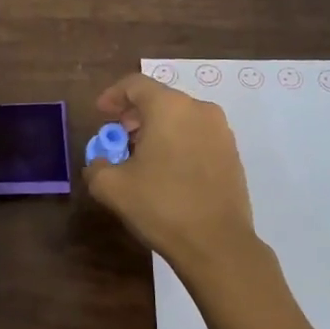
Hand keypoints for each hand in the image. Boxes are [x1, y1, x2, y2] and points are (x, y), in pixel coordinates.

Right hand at [84, 71, 322, 328]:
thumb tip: (100, 161)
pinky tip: (168, 172)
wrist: (217, 243)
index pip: (135, 84)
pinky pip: (198, 136)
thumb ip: (96, 165)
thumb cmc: (161, 206)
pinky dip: (179, 144)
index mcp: (169, 107)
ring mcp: (221, 132)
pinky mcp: (233, 154)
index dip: (112, 95)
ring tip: (142, 158)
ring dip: (158, 130)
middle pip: (160, 99)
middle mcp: (199, 110)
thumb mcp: (111, 187)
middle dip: (135, 115)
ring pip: (181, 118)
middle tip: (119, 138)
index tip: (101, 114)